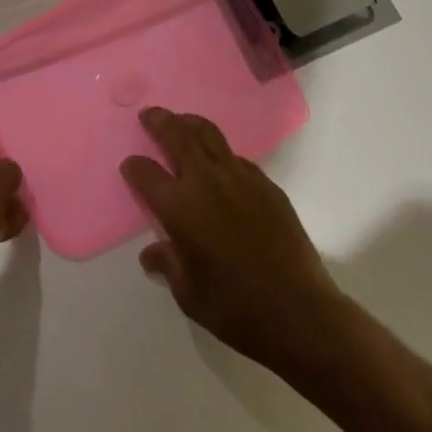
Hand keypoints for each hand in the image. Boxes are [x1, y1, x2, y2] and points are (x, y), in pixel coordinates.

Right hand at [120, 108, 348, 376]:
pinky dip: (222, 155)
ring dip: (190, 124)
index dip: (134, 167)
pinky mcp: (267, 185)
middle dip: (159, 121)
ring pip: (209, 134)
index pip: (145, 173)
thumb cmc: (237, 309)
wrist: (301, 315)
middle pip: (177, 134)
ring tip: (182, 123)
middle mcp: (206, 181)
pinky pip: (237, 158)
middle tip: (150, 116)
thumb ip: (168, 265)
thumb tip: (152, 254)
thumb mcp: (189, 295)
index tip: (130, 166)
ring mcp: (240, 178)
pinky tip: (222, 168)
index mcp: (180, 206)